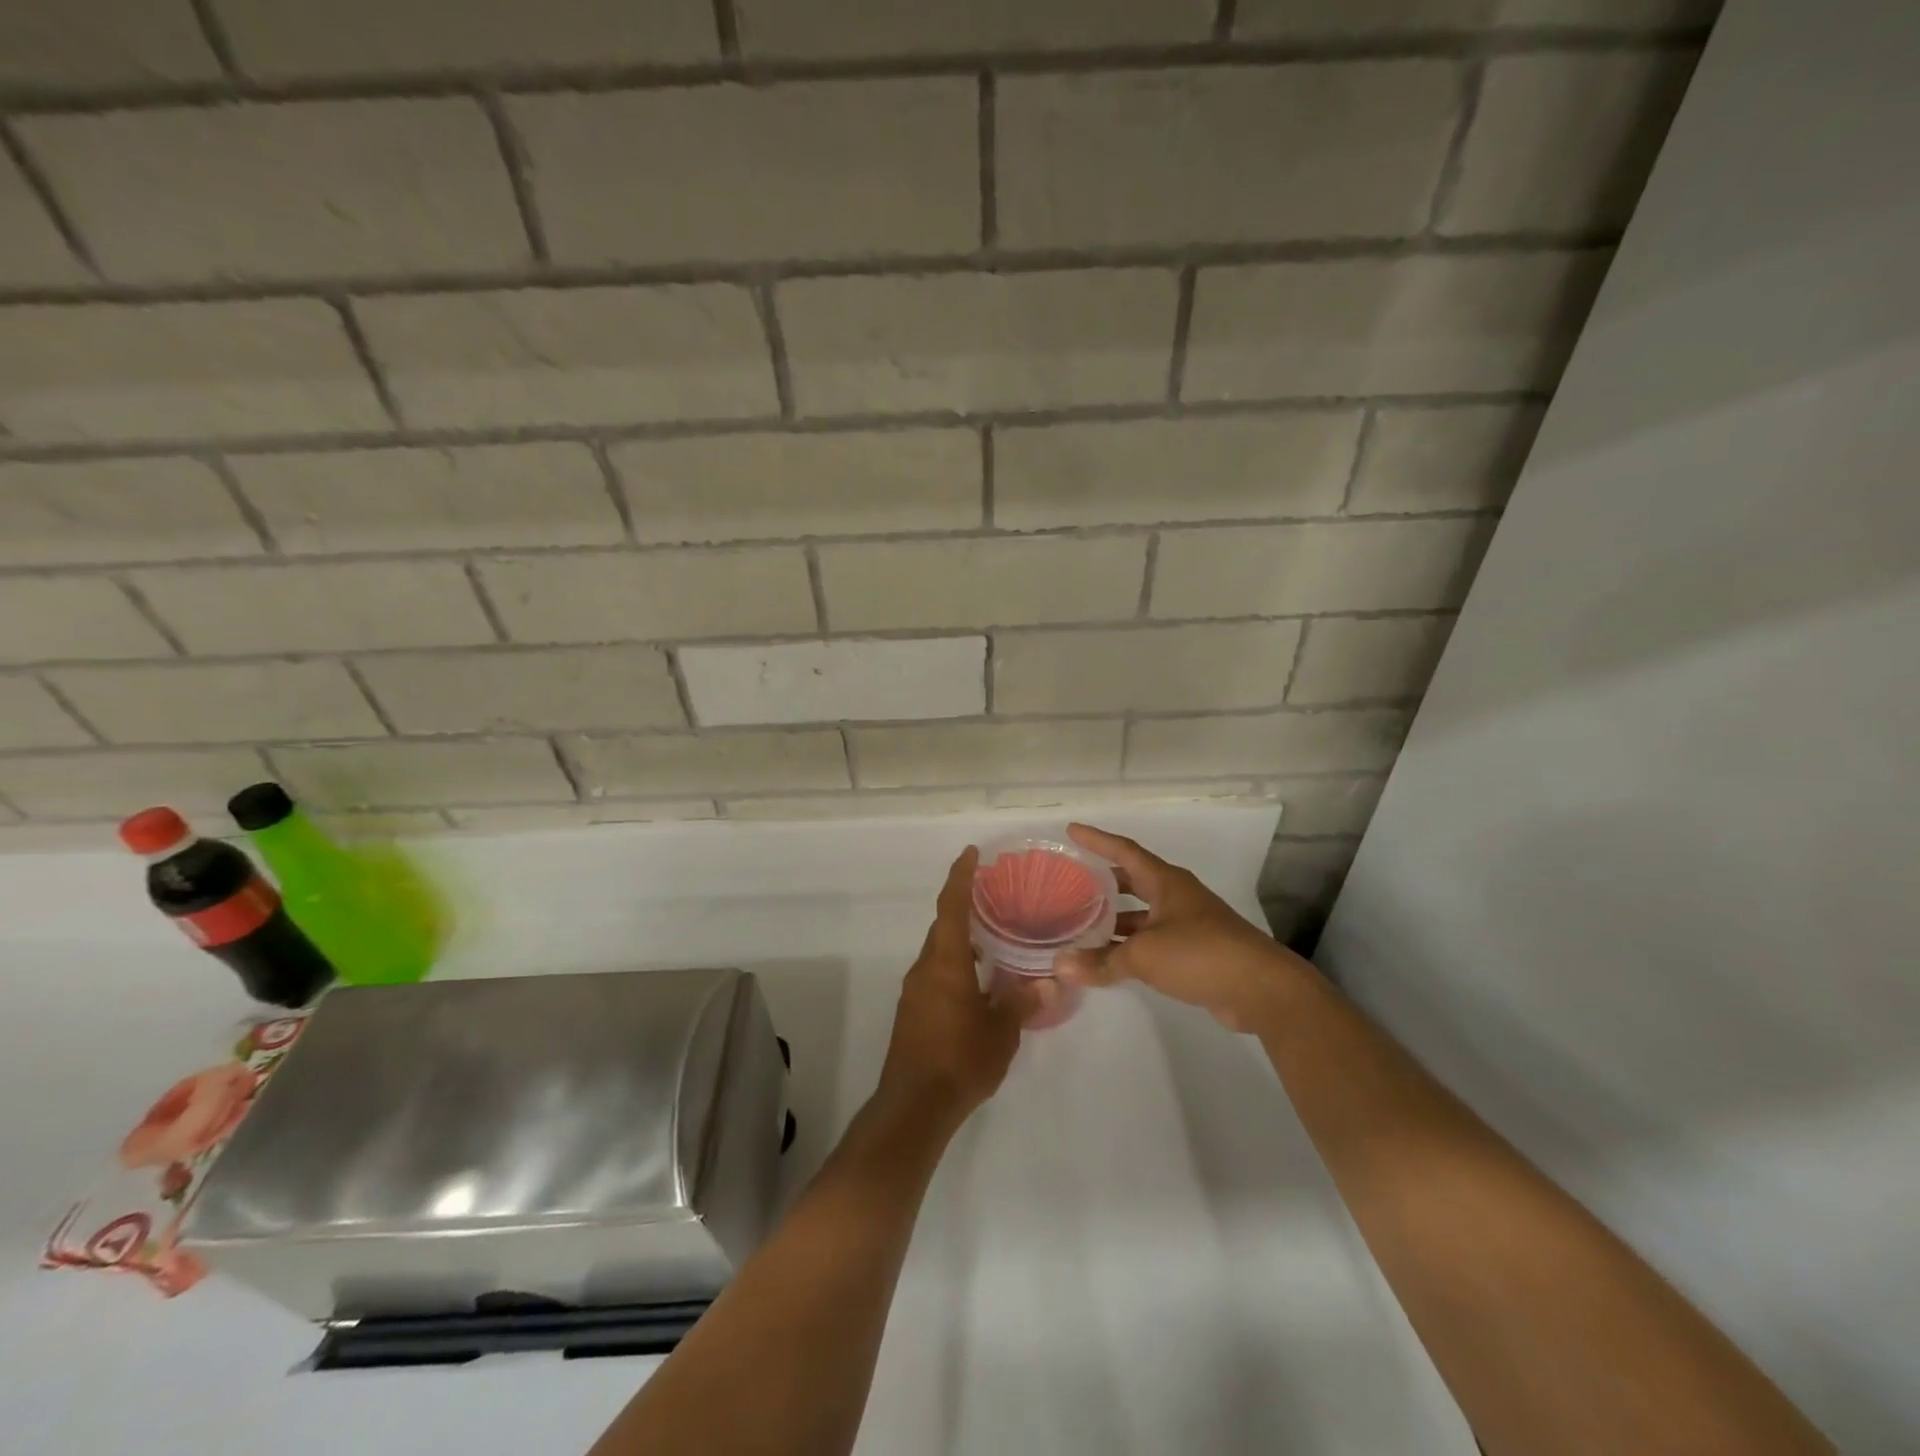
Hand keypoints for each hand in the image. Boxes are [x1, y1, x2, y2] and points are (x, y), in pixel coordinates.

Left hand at [877, 848, 1030, 1125]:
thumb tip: (1050, 982)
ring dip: (961, 939)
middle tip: (993, 896)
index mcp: (946, 963)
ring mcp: (915, 991)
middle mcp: (925, 969)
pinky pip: (935, 973)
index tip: (971, 853)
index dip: (960, 877)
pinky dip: (956, 964)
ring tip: (993, 937)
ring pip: (939, 951)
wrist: (913, 1106)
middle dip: (964, 907)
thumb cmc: (960, 1060)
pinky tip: (979, 980)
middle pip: (943, 926)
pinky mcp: (913, 1012)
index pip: (951, 907)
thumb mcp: (1001, 1032)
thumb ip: (1023, 1003)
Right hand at [1054, 824, 1318, 1033]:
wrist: (1261, 989)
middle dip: (1103, 881)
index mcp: (1166, 882)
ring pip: (1141, 914)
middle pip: (1133, 880)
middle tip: (1072, 881)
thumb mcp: (1144, 955)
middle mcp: (1176, 897)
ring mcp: (1187, 924)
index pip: (1124, 851)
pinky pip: (1152, 940)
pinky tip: (1108, 958)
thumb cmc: (1200, 953)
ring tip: (1081, 924)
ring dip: (1115, 919)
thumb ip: (1102, 960)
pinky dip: (1129, 946)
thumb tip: (1059, 966)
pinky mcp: (1194, 952)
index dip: (1097, 840)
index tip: (1071, 830)